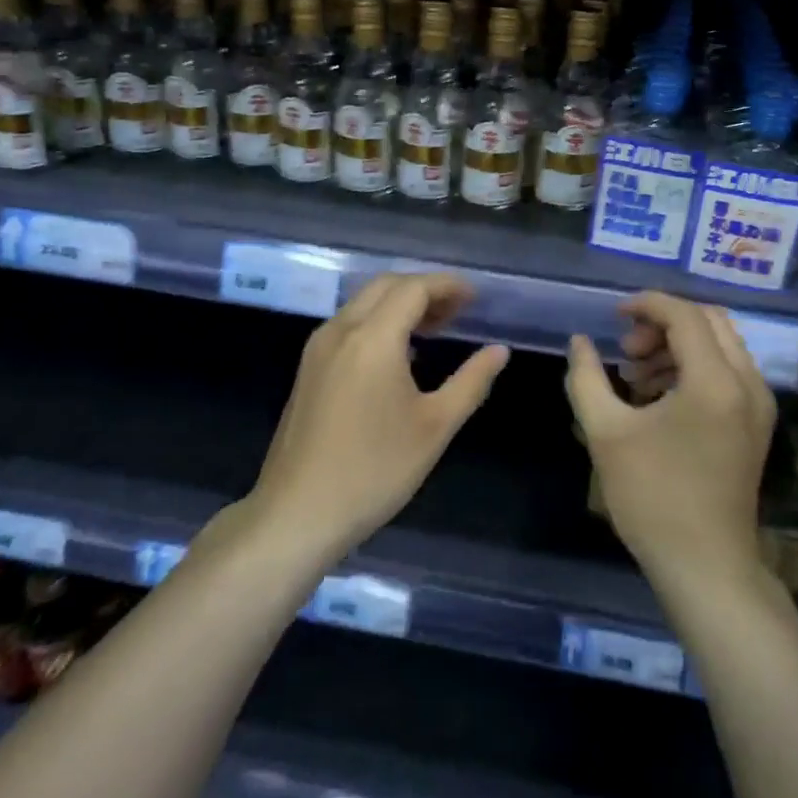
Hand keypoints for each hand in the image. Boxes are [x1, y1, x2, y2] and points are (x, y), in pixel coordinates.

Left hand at [249, 273, 509, 566]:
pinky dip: (379, 322)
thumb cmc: (374, 470)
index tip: (476, 297)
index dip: (447, 286)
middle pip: (386, 286)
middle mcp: (341, 330)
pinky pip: (349, 325)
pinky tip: (400, 355)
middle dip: (424, 289)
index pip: (413, 289)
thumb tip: (499, 351)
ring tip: (436, 329)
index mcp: (373, 338)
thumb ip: (471, 382)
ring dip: (400, 305)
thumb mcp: (435, 427)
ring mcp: (319, 348)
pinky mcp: (309, 368)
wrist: (297, 512)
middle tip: (458, 311)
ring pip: (364, 304)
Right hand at [566, 292, 775, 583]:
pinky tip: (658, 397)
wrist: (705, 566)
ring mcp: (758, 406)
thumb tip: (579, 341)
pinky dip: (693, 368)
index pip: (685, 315)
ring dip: (677, 346)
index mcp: (715, 381)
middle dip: (663, 324)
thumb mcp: (606, 432)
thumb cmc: (652, 497)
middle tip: (627, 351)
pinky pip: (727, 372)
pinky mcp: (756, 425)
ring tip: (635, 377)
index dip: (646, 305)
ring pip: (720, 345)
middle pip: (709, 321)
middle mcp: (747, 383)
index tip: (613, 316)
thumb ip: (586, 377)